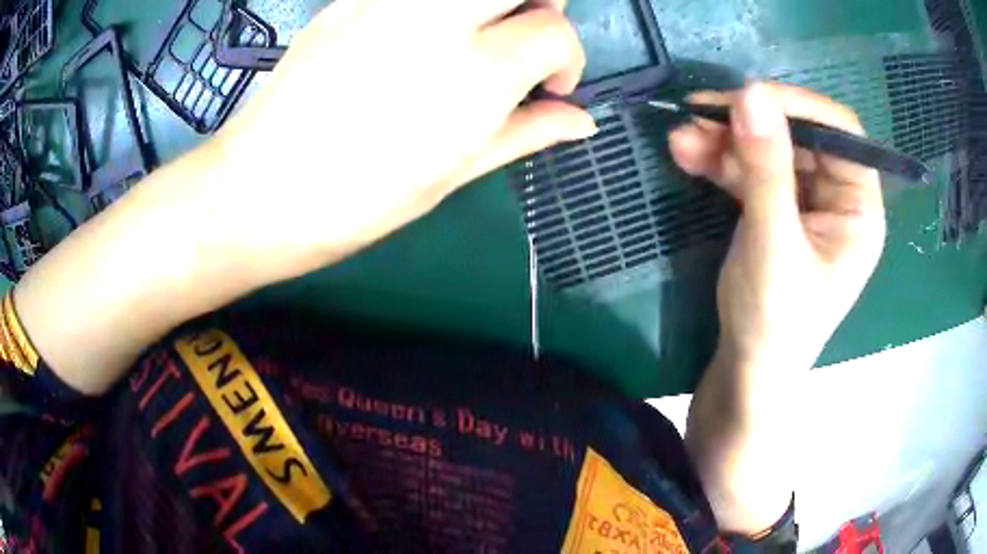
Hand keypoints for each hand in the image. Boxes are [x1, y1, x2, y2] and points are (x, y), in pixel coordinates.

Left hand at [206, 0, 594, 286]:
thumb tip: (582, 122)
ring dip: (491, 0)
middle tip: (525, 39)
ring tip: (479, 33)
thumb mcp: (451, 174)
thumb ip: (525, 133)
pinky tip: (419, 36)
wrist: (258, 190)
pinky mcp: (350, 0)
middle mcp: (436, 21)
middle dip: (541, 3)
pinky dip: (437, 6)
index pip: (555, 31)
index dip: (568, 59)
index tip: (551, 87)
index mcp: (474, 74)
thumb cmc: (356, 201)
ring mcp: (387, 2)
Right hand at [672, 83, 885, 533]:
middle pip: (798, 137)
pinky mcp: (778, 210)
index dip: (797, 107)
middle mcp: (838, 198)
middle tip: (699, 113)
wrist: (745, 372)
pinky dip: (721, 162)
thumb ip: (766, 169)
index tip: (746, 97)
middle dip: (749, 125)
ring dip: (726, 141)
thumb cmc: (774, 322)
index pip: (840, 133)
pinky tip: (687, 154)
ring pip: (769, 151)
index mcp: (859, 209)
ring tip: (682, 137)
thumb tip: (750, 93)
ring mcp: (806, 203)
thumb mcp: (773, 244)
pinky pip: (752, 172)